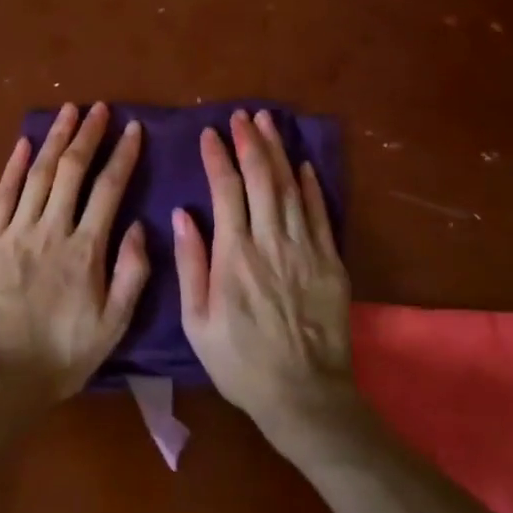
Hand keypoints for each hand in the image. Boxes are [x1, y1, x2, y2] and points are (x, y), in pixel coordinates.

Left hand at [0, 102, 148, 407]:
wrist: (0, 378)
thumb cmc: (62, 355)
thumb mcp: (113, 325)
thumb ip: (132, 274)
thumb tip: (137, 226)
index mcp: (86, 250)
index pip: (109, 189)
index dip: (123, 156)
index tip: (133, 129)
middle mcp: (52, 230)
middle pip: (72, 170)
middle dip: (88, 135)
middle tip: (99, 108)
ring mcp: (16, 232)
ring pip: (39, 174)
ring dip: (55, 139)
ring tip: (68, 112)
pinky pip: (2, 194)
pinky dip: (14, 165)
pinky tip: (25, 143)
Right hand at [174, 110, 358, 448]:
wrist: (304, 396)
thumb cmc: (240, 362)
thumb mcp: (197, 322)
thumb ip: (191, 265)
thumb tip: (182, 215)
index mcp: (234, 256)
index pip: (226, 191)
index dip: (218, 158)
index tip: (210, 134)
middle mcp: (270, 243)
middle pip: (262, 179)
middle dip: (251, 142)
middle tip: (244, 116)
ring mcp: (305, 250)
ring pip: (291, 188)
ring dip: (279, 153)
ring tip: (270, 124)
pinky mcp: (330, 262)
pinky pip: (321, 214)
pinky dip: (312, 186)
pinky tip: (304, 165)